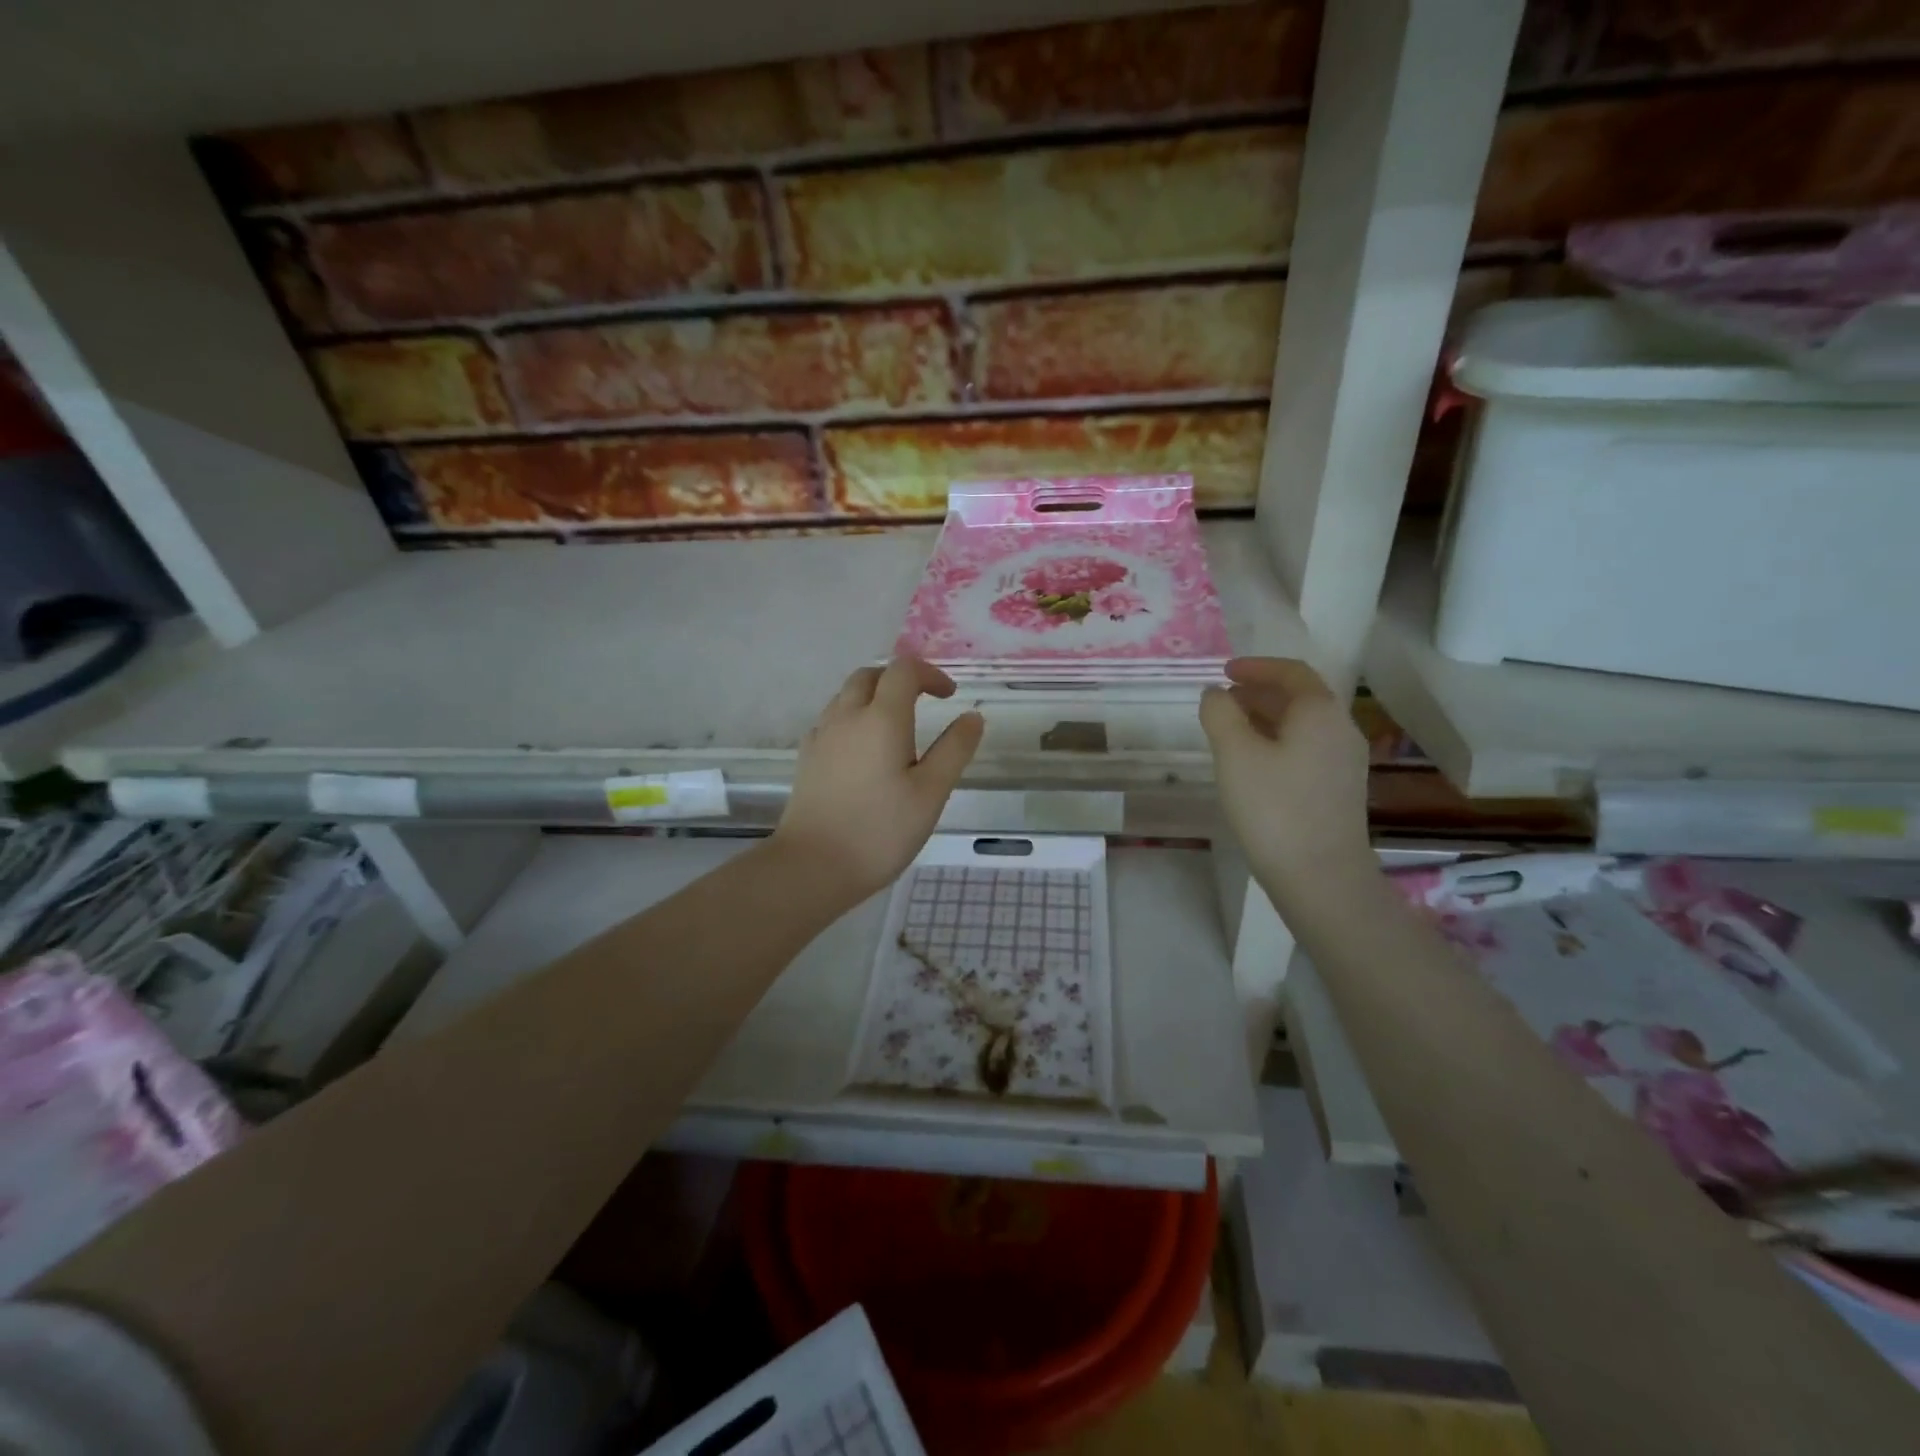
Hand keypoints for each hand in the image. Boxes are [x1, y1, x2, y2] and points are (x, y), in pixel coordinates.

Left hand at [772, 658, 984, 903]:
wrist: (813, 866)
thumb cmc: (880, 830)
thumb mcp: (931, 793)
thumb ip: (954, 750)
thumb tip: (972, 716)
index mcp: (881, 718)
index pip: (903, 670)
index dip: (930, 674)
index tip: (950, 697)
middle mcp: (846, 716)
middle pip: (870, 675)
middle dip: (899, 680)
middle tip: (923, 704)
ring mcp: (821, 736)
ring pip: (846, 696)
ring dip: (873, 698)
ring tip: (896, 730)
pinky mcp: (807, 758)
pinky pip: (832, 721)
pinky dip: (853, 720)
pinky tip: (864, 753)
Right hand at [1200, 657, 1373, 910]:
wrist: (1321, 876)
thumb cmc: (1274, 807)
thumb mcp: (1235, 754)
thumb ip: (1220, 714)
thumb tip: (1214, 694)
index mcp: (1320, 712)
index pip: (1291, 672)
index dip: (1256, 667)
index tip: (1224, 672)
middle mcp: (1340, 729)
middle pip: (1300, 697)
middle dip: (1259, 693)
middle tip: (1223, 701)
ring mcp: (1344, 762)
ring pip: (1303, 726)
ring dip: (1267, 718)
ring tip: (1230, 730)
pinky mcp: (1339, 790)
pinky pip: (1306, 749)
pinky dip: (1277, 742)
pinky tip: (1253, 765)